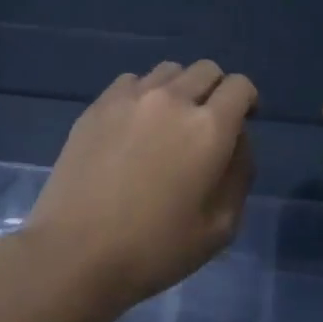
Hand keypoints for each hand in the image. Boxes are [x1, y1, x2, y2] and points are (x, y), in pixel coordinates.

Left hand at [26, 61, 257, 314]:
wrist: (75, 252)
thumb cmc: (155, 249)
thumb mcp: (220, 227)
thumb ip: (240, 173)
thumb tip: (237, 139)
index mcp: (209, 127)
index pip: (240, 86)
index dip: (246, 101)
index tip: (240, 123)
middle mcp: (173, 99)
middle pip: (206, 69)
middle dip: (216, 91)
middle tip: (206, 124)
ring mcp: (131, 97)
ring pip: (169, 71)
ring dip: (179, 89)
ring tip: (167, 122)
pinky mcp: (98, 105)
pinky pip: (132, 81)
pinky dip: (143, 94)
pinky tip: (133, 126)